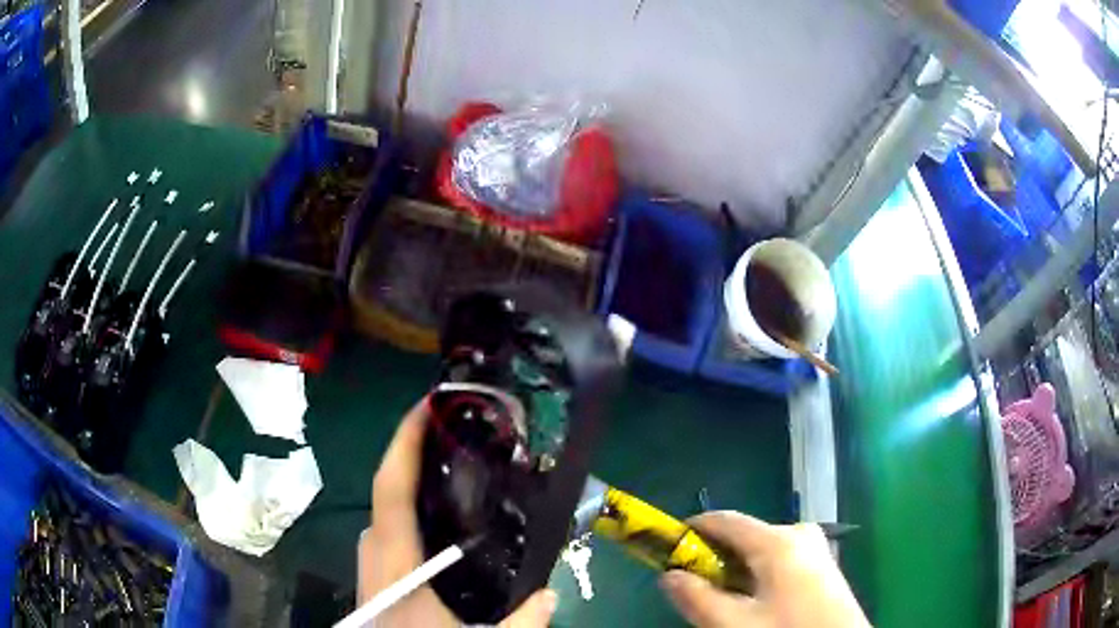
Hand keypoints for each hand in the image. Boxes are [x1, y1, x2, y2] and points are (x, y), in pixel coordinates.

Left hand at [357, 399, 557, 626]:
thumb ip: (519, 622)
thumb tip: (551, 595)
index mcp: (394, 564)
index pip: (391, 490)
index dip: (404, 442)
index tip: (426, 406)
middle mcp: (375, 558)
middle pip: (385, 498)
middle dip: (412, 462)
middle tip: (458, 444)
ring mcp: (370, 571)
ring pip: (385, 520)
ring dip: (411, 493)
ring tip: (455, 483)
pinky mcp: (375, 585)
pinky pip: (388, 540)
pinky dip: (410, 522)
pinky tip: (442, 537)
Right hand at [659, 512, 868, 627]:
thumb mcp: (733, 624)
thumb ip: (696, 599)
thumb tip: (668, 576)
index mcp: (778, 540)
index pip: (725, 520)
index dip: (693, 530)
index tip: (668, 550)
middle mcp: (799, 533)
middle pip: (744, 536)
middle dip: (715, 559)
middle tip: (698, 588)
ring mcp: (815, 548)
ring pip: (762, 550)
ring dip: (736, 570)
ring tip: (726, 601)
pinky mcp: (822, 565)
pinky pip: (780, 559)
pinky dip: (758, 575)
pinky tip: (756, 603)